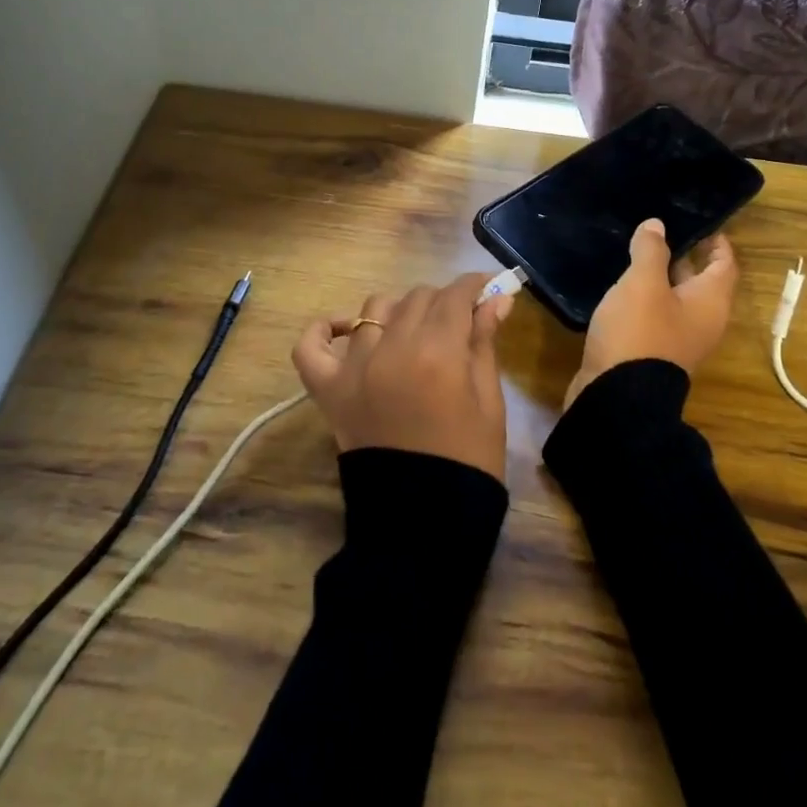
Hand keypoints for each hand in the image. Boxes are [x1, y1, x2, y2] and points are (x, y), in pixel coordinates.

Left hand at [292, 272, 514, 481]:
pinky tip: (345, 330)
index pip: (455, 296)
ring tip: (412, 333)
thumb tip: (496, 298)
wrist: (423, 521)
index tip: (486, 289)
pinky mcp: (328, 390)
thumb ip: (484, 343)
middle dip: (442, 302)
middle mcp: (393, 349)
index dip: (474, 286)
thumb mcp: (489, 401)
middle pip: (417, 298)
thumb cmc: (469, 460)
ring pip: (374, 310)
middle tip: (458, 322)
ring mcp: (354, 368)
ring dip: (398, 312)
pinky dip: (323, 331)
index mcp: (439, 352)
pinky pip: (310, 346)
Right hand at [565, 219, 737, 407]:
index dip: (716, 240)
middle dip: (684, 253)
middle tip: (660, 229)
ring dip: (661, 276)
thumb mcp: (643, 283)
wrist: (616, 395)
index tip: (699, 219)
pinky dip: (646, 297)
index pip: (724, 263)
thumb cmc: (639, 332)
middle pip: (701, 280)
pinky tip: (622, 285)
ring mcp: (678, 338)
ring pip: (675, 298)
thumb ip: (651, 251)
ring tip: (636, 250)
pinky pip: (657, 314)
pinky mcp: (654, 350)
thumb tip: (656, 225)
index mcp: (710, 301)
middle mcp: (702, 320)